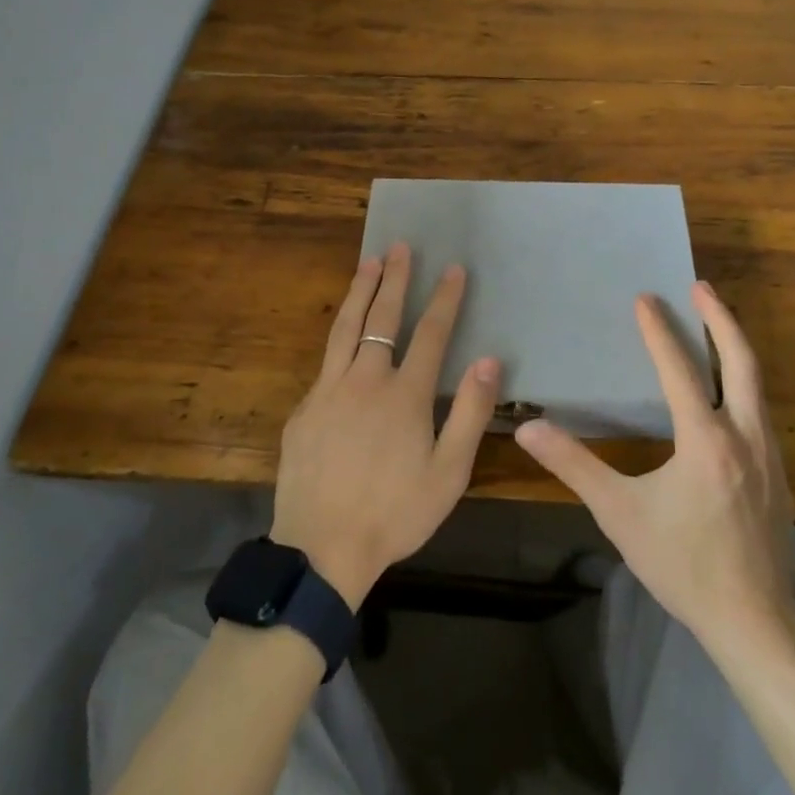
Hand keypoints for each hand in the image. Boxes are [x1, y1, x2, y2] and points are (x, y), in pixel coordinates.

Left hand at [271, 243, 499, 608]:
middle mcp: (365, 380)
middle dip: (395, 279)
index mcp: (404, 395)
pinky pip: (325, 362)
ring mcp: (328, 391)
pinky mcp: (304, 409)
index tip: (453, 268)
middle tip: (401, 246)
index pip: (431, 333)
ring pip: (345, 328)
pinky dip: (339, 336)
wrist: (322, 548)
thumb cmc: (395, 513)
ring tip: (368, 262)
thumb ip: (469, 413)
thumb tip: (489, 360)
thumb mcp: (448, 472)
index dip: (445, 299)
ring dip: (360, 292)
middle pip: (382, 318)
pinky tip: (343, 334)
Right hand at [515, 282, 794, 657]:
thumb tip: (527, 429)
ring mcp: (769, 456)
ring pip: (758, 385)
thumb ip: (574, 466)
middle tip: (701, 287)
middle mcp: (746, 436)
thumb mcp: (620, 514)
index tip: (645, 299)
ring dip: (735, 348)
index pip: (681, 371)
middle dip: (721, 320)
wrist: (756, 623)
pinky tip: (730, 394)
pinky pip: (761, 412)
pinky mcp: (778, 476)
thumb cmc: (684, 564)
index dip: (660, 332)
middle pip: (741, 362)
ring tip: (716, 325)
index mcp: (706, 440)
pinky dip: (745, 383)